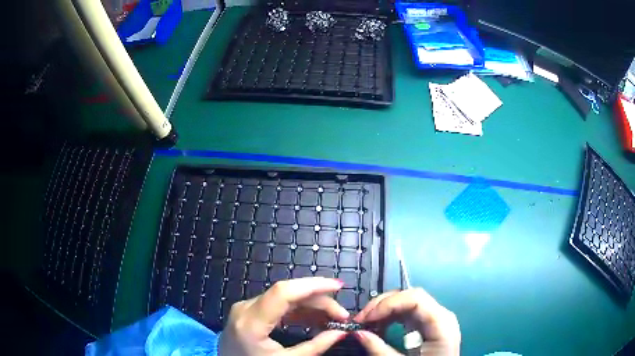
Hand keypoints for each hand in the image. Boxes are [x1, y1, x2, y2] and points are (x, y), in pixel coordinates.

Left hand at [218, 277, 349, 355]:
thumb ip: (315, 346)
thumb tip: (342, 332)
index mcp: (251, 322)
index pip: (283, 293)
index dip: (313, 285)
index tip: (339, 286)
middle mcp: (245, 308)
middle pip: (287, 294)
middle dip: (318, 301)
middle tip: (342, 316)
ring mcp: (245, 308)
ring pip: (284, 298)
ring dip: (311, 306)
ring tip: (333, 319)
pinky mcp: (249, 312)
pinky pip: (277, 306)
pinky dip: (298, 312)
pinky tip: (316, 320)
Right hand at [352, 289, 460, 355]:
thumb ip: (380, 350)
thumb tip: (358, 333)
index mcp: (441, 324)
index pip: (415, 299)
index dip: (388, 303)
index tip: (366, 318)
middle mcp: (441, 315)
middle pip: (411, 297)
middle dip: (382, 305)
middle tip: (361, 320)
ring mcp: (435, 318)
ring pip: (407, 302)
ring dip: (384, 310)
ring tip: (366, 323)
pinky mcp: (428, 325)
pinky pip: (409, 313)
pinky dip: (391, 316)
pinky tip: (379, 326)